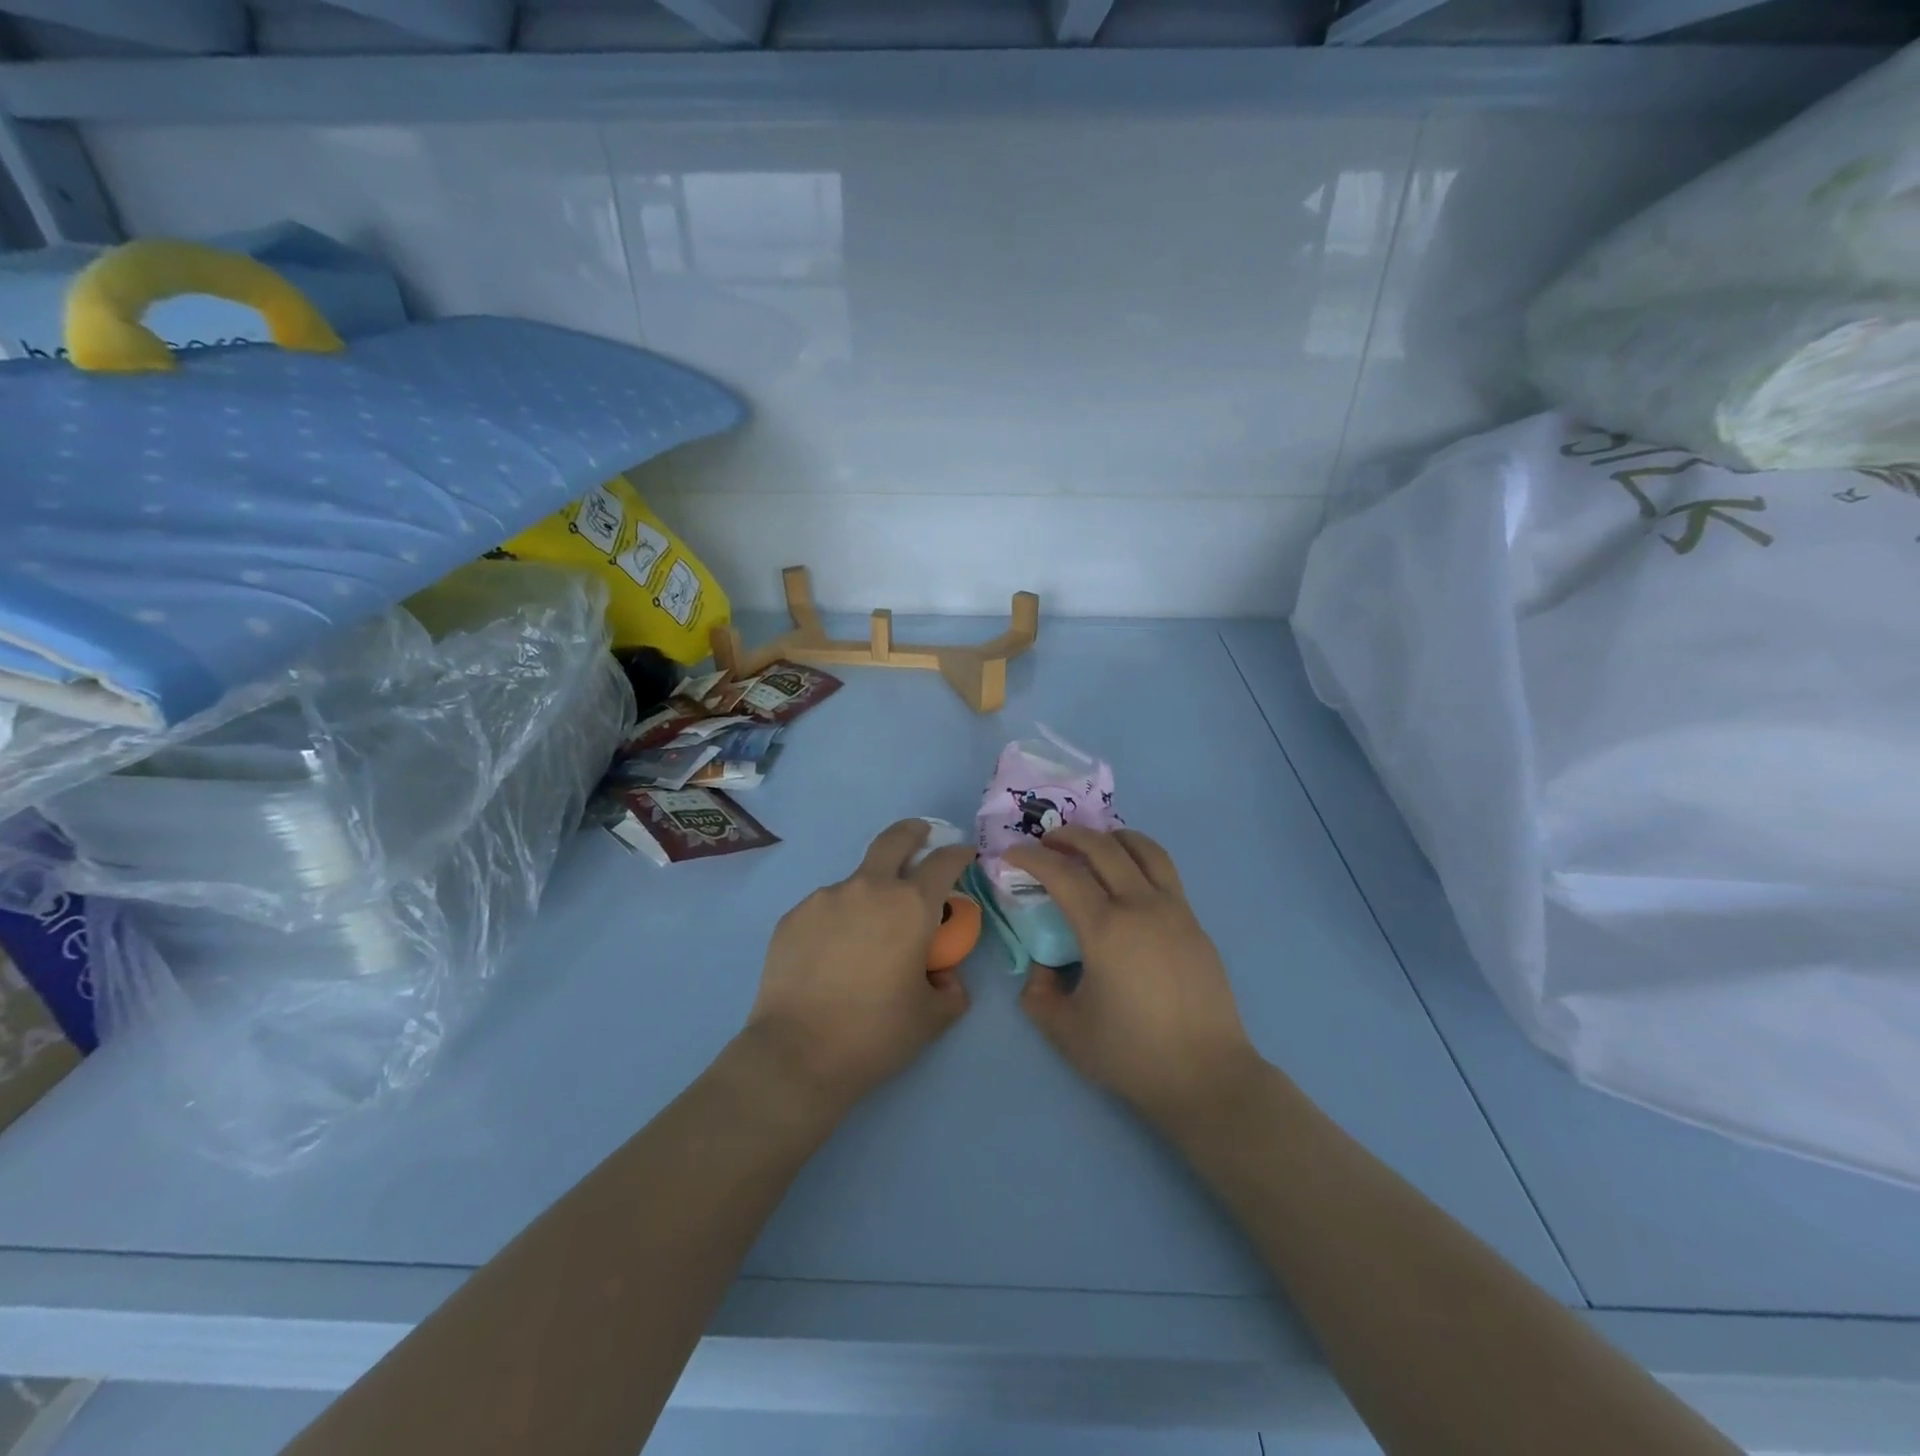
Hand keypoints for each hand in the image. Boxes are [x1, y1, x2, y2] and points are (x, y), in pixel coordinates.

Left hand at [744, 819, 975, 1119]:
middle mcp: (869, 888)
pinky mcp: (793, 916)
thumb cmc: (876, 1033)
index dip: (959, 854)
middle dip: (913, 832)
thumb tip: (943, 975)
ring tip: (865, 937)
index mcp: (911, 906)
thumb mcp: (933, 1017)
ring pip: (856, 881)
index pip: (943, 862)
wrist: (797, 1053)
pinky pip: (825, 908)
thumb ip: (950, 988)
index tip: (964, 855)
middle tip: (921, 836)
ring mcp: (825, 898)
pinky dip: (837, 920)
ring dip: (870, 893)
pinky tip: (831, 956)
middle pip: (894, 839)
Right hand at [1006, 827, 1259, 1131]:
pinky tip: (1128, 883)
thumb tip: (1043, 967)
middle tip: (1047, 842)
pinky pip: (1165, 873)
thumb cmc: (1132, 1055)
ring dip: (1112, 837)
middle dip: (1069, 836)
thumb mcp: (1066, 1031)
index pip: (1062, 874)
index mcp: (1105, 929)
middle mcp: (1141, 906)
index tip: (1012, 854)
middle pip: (1103, 847)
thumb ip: (1039, 994)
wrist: (1207, 1076)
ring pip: (1144, 850)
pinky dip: (1139, 860)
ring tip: (1094, 845)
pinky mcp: (1195, 924)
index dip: (1031, 857)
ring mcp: (1175, 911)